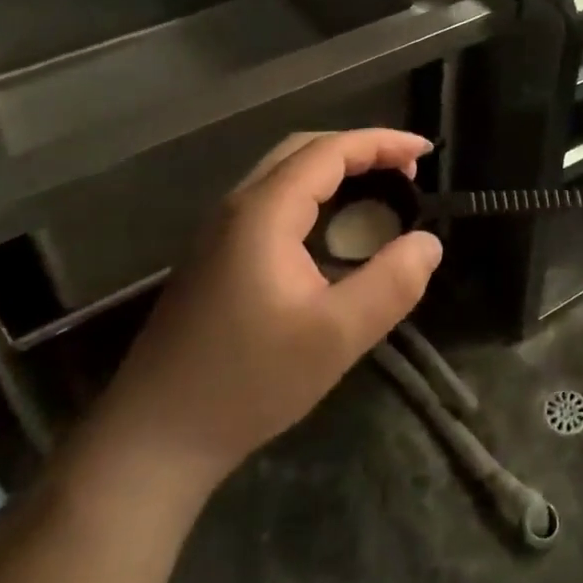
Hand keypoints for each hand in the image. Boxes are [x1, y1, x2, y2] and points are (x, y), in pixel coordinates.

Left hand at [103, 129, 441, 486]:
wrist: (153, 439)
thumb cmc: (246, 383)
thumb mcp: (334, 338)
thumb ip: (390, 285)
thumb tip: (429, 243)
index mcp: (263, 212)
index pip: (329, 152)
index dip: (381, 143)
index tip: (425, 152)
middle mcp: (237, 207)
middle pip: (303, 150)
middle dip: (360, 149)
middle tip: (406, 171)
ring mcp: (219, 231)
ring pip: (284, 173)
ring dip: (335, 170)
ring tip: (379, 192)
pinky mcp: (214, 256)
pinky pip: (272, 200)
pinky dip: (314, 194)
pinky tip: (333, 229)